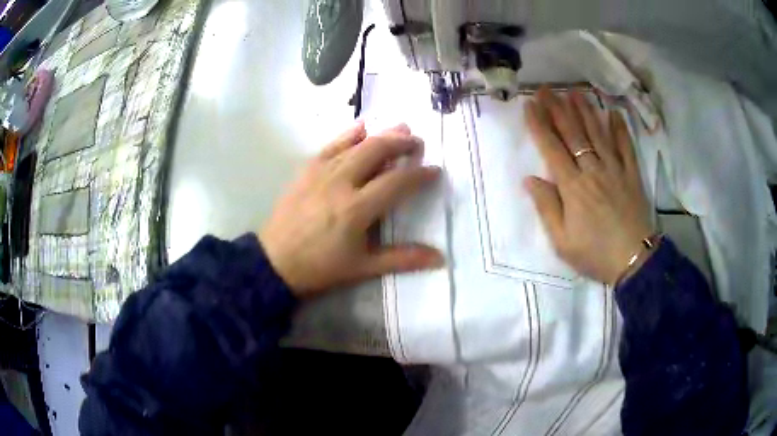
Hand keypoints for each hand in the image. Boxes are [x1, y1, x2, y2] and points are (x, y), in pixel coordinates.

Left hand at [259, 122, 443, 298]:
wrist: (275, 262)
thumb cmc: (321, 267)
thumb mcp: (363, 268)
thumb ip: (402, 259)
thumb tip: (440, 258)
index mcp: (357, 208)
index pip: (397, 182)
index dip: (419, 174)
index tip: (435, 170)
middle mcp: (341, 182)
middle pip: (376, 151)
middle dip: (401, 142)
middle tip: (417, 142)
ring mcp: (321, 173)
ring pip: (355, 144)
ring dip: (381, 134)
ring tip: (400, 128)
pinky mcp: (306, 170)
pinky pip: (331, 146)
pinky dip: (348, 134)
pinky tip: (361, 127)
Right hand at [523, 86, 654, 285]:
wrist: (633, 261)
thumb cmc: (595, 254)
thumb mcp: (562, 241)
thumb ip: (546, 208)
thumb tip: (529, 179)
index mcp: (572, 187)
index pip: (551, 148)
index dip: (539, 124)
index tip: (529, 104)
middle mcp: (592, 170)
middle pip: (573, 134)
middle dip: (557, 108)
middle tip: (547, 88)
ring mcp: (614, 169)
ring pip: (598, 134)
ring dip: (585, 111)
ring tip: (574, 92)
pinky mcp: (631, 175)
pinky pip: (625, 147)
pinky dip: (620, 129)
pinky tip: (613, 113)